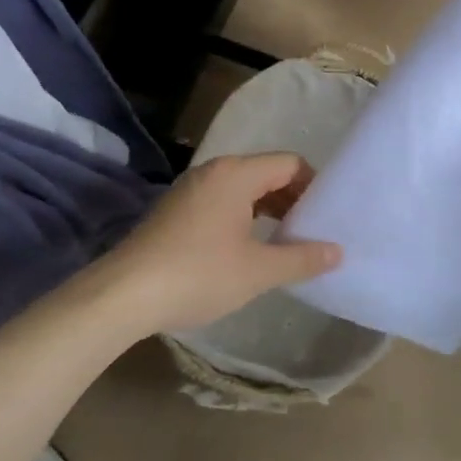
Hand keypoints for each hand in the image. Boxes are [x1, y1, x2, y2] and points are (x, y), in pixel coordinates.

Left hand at [103, 152, 341, 334]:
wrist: (122, 296)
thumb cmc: (198, 274)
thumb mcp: (259, 270)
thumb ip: (302, 258)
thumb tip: (338, 252)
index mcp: (236, 174)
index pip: (290, 163)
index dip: (314, 186)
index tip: (326, 217)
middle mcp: (213, 172)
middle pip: (267, 173)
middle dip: (293, 199)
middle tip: (311, 231)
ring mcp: (190, 191)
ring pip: (244, 189)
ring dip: (269, 210)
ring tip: (285, 242)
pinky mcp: (175, 211)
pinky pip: (222, 202)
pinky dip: (244, 217)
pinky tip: (248, 249)